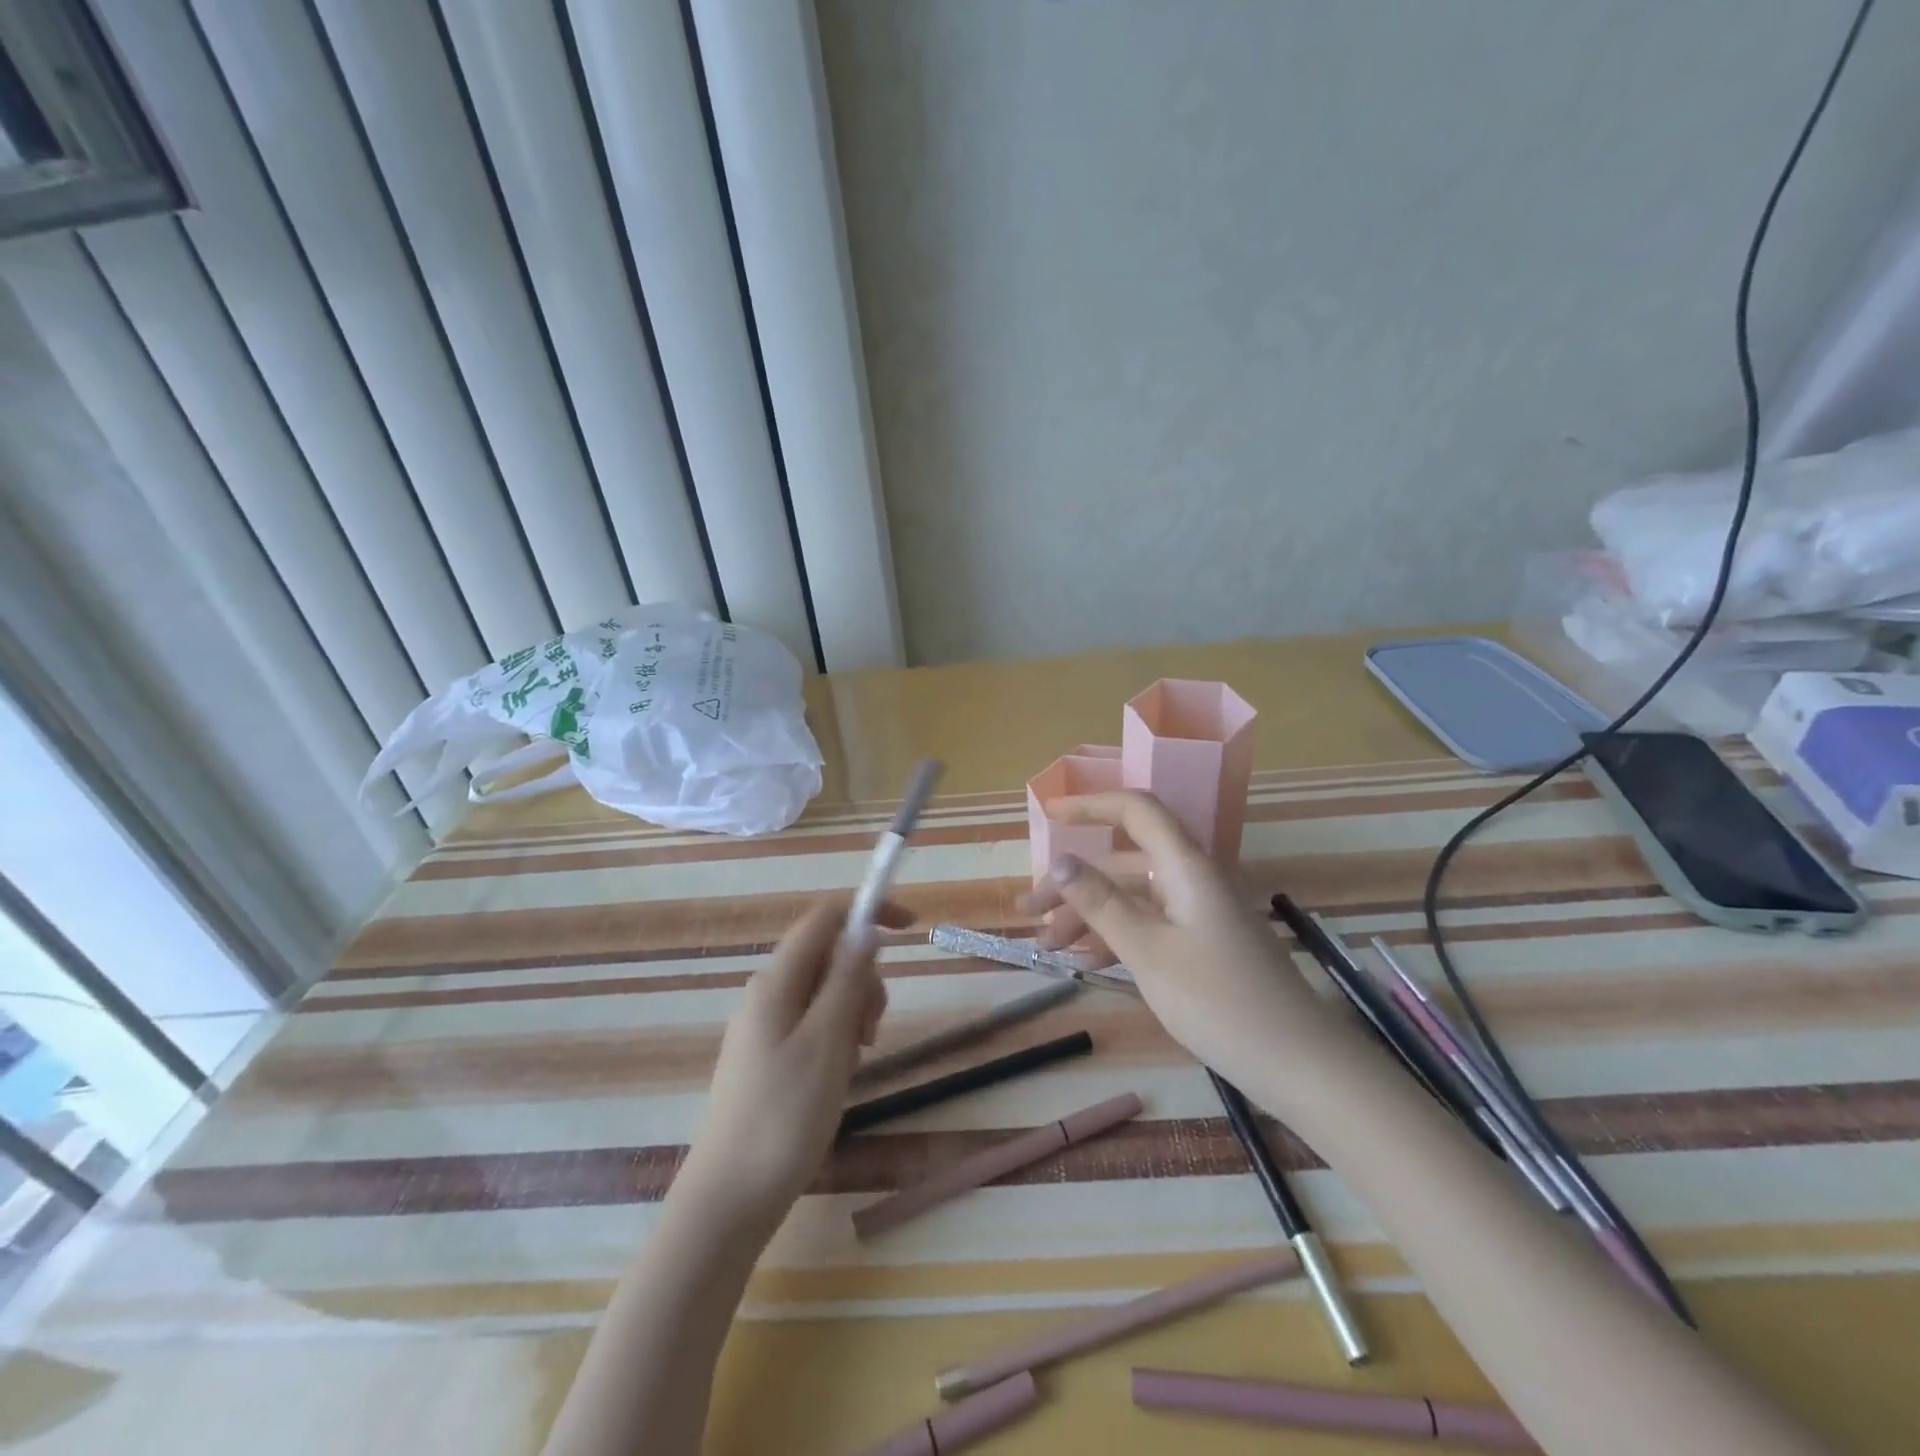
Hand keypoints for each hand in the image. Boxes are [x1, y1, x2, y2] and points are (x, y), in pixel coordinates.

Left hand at [675, 899, 911, 1232]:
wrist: (729, 1200)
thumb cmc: (784, 1117)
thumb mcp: (828, 1042)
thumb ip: (847, 979)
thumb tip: (865, 929)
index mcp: (777, 981)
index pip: (825, 918)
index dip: (868, 912)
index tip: (911, 931)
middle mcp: (767, 993)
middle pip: (828, 955)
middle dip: (863, 979)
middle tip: (870, 1031)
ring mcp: (765, 1026)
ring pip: (824, 992)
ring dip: (852, 1012)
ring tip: (854, 1062)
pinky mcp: (768, 1056)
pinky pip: (813, 1024)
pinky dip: (837, 1037)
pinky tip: (838, 1076)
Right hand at [1020, 791, 1331, 1076]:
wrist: (1298, 1064)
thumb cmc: (1219, 1001)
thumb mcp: (1148, 952)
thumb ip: (1101, 902)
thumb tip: (1060, 860)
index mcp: (1186, 866)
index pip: (1136, 811)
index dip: (1090, 805)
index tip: (1048, 817)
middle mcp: (1194, 879)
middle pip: (1125, 861)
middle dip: (1074, 882)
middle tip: (1030, 912)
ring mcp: (1201, 912)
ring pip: (1135, 896)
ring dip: (1091, 914)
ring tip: (1049, 946)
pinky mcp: (1206, 943)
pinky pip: (1152, 924)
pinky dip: (1118, 936)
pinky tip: (1089, 964)